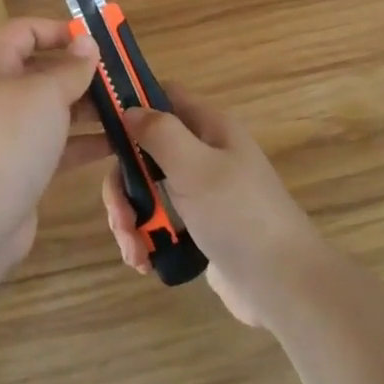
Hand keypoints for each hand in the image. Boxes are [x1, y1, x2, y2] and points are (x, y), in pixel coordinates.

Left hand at [0, 17, 108, 262]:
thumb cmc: (10, 139)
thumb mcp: (46, 93)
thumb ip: (72, 68)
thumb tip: (87, 44)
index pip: (23, 31)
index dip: (57, 30)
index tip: (94, 41)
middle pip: (40, 71)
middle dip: (80, 73)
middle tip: (120, 79)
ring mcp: (6, 134)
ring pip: (52, 110)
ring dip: (88, 109)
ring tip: (128, 111)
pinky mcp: (19, 167)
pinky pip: (55, 144)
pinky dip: (82, 142)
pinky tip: (117, 144)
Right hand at [101, 90, 323, 325]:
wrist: (284, 287)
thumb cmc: (239, 216)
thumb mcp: (196, 166)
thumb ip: (160, 132)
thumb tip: (129, 108)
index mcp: (210, 128)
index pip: (164, 96)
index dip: (132, 103)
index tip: (99, 128)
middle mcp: (205, 154)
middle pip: (145, 151)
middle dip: (123, 183)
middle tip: (120, 216)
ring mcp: (202, 194)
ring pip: (147, 190)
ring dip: (130, 218)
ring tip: (134, 251)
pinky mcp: (199, 229)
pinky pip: (159, 222)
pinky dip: (145, 238)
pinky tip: (143, 262)